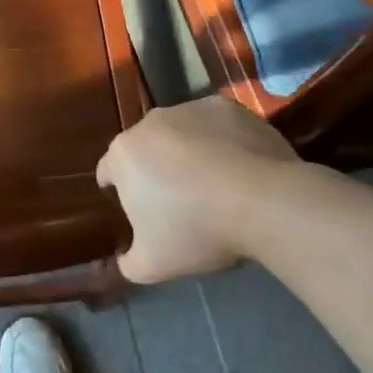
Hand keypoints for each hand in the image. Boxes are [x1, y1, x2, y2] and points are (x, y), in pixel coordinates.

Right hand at [97, 96, 300, 284]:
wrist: (264, 200)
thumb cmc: (197, 229)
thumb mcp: (153, 265)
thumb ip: (128, 263)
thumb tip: (123, 259)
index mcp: (123, 155)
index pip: (108, 171)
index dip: (119, 191)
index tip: (138, 210)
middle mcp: (149, 122)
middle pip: (144, 149)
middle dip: (154, 170)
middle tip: (178, 202)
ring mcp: (189, 109)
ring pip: (179, 133)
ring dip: (187, 153)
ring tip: (214, 185)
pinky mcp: (226, 107)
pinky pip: (215, 126)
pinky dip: (220, 141)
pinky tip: (239, 168)